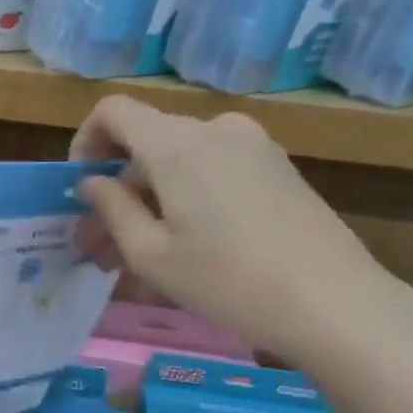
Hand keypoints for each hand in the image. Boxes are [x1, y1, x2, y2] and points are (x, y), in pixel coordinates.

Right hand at [72, 97, 412, 369]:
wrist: (332, 301)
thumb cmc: (225, 279)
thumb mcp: (149, 254)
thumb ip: (111, 208)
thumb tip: (90, 182)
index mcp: (175, 144)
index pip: (112, 111)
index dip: (85, 142)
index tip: (80, 189)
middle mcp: (214, 130)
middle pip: (146, 144)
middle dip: (116, 191)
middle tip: (99, 248)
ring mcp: (252, 146)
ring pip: (179, 163)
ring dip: (149, 203)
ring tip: (136, 261)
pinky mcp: (276, 168)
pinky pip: (212, 173)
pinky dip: (185, 201)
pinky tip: (183, 251)